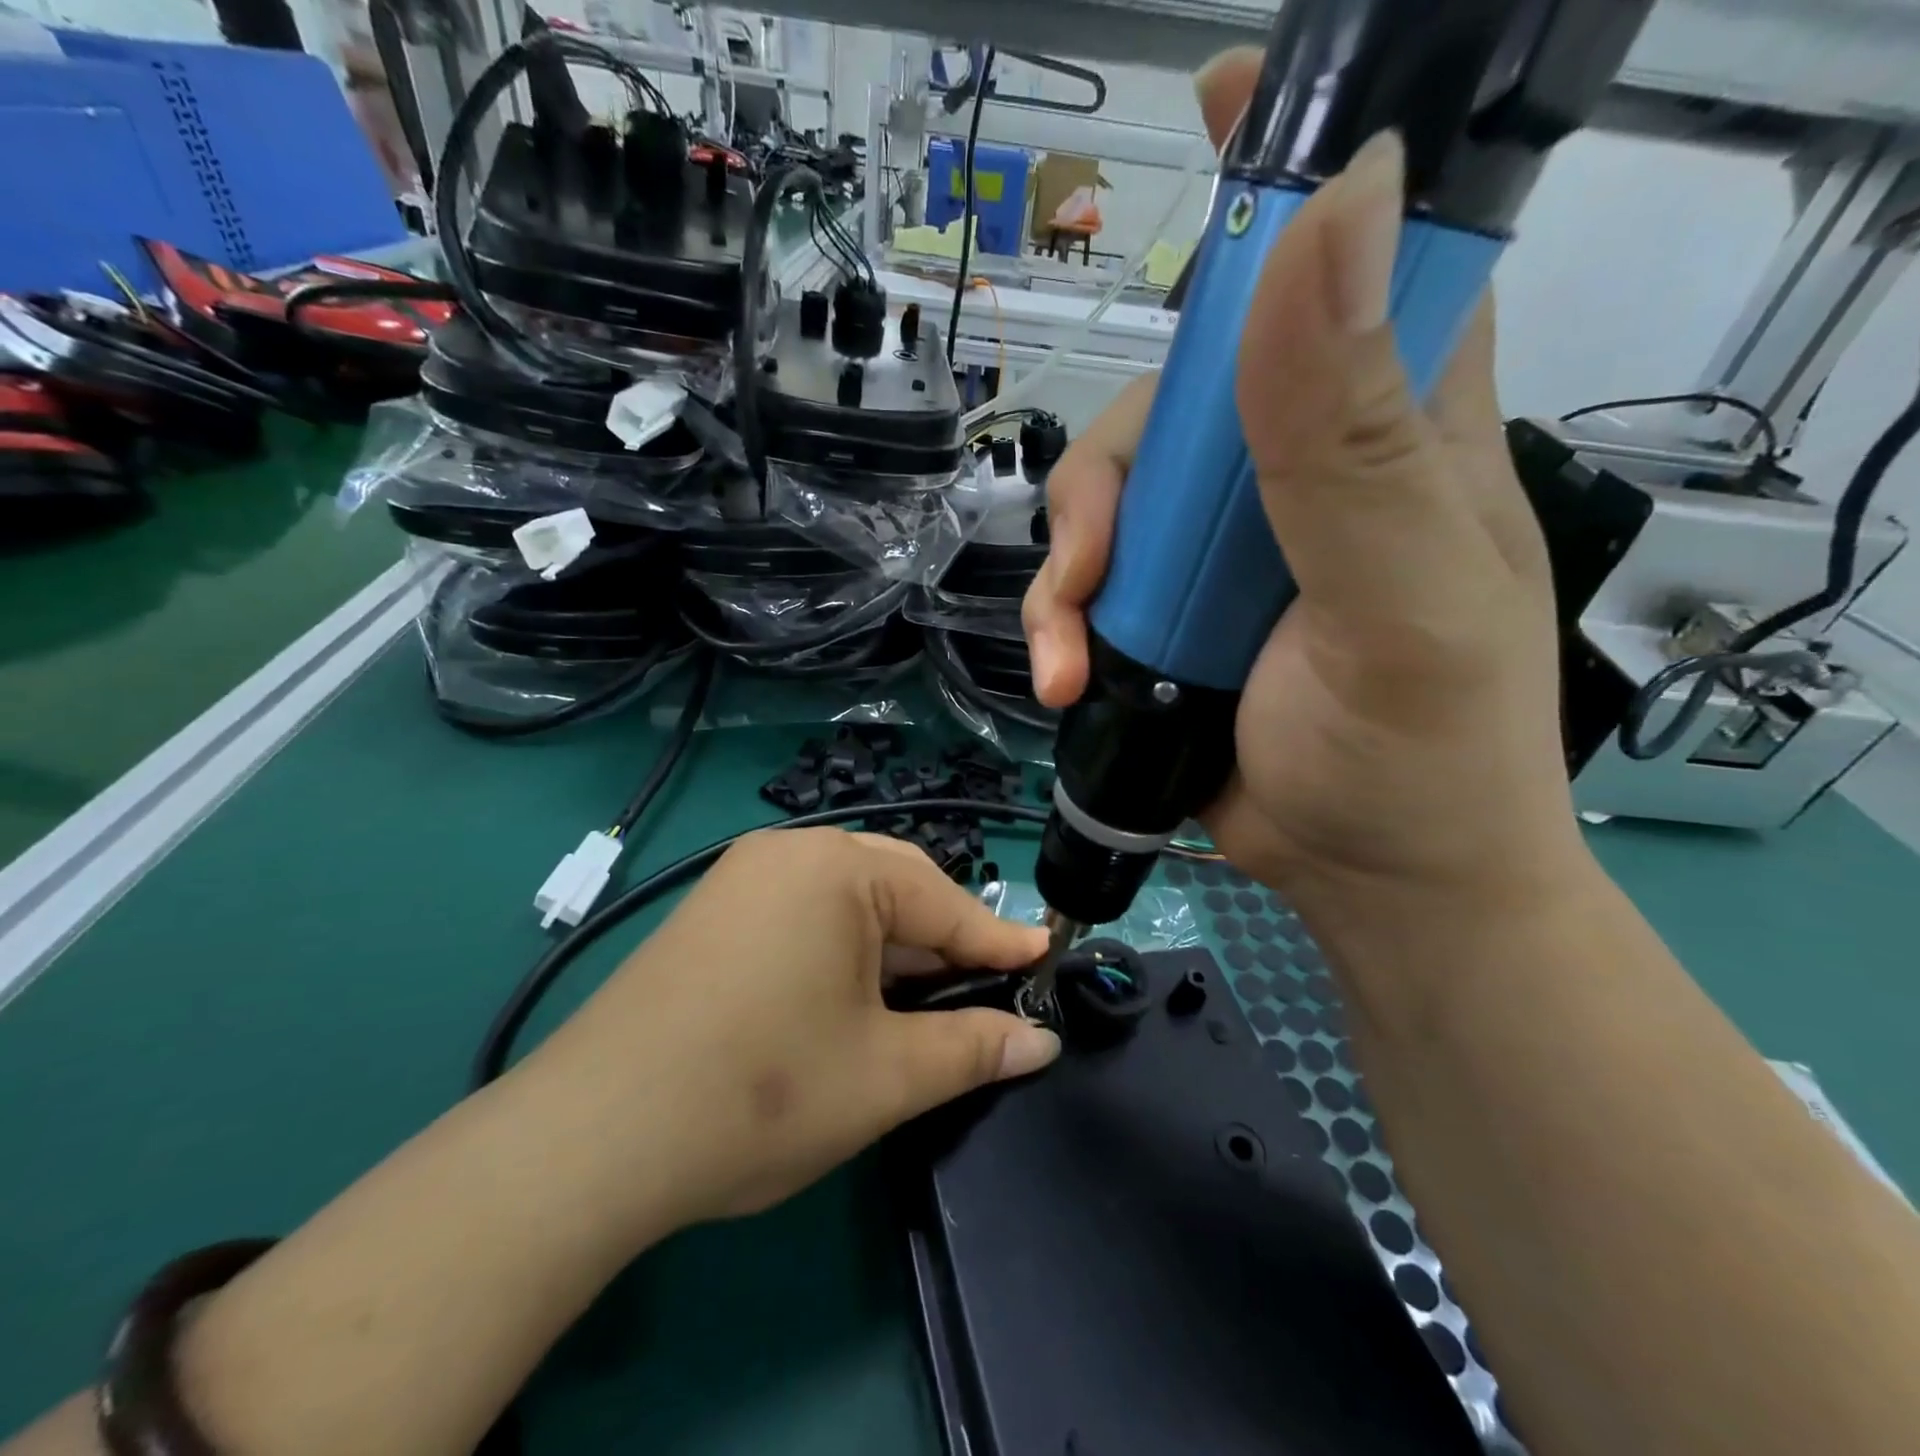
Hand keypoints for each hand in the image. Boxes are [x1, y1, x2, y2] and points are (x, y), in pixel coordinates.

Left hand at [526, 830, 1057, 1227]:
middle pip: (896, 888)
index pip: (943, 902)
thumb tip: (1041, 1043)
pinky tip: (854, 995)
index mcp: (836, 869)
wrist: (593, 1138)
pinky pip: (804, 915)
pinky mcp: (713, 913)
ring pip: (848, 902)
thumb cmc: (762, 1092)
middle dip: (944, 940)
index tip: (1044, 959)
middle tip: (986, 986)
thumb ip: (972, 1049)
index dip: (997, 941)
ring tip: (926, 997)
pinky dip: (843, 950)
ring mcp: (742, 879)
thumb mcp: (885, 1075)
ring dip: (894, 948)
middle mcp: (788, 854)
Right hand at [1023, 50, 1584, 920]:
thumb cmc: (1419, 753)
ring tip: (1070, 651)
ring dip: (1067, 568)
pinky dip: (1059, 626)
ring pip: (1110, 496)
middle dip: (1112, 470)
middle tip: (1093, 559)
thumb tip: (1330, 205)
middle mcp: (1297, 466)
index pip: (1363, 256)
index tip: (1217, 111)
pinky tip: (1063, 678)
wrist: (1366, 879)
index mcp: (1392, 425)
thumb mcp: (1399, 599)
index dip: (1293, 181)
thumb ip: (1348, 435)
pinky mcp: (1167, 613)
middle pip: (1174, 396)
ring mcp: (1219, 546)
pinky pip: (1088, 584)